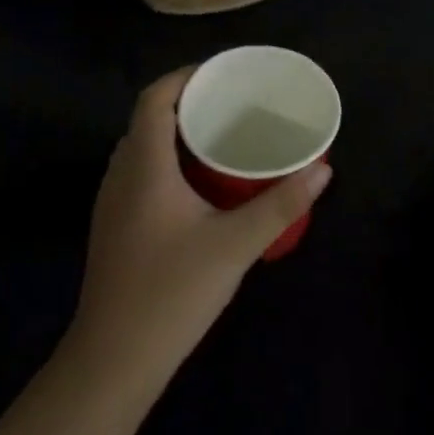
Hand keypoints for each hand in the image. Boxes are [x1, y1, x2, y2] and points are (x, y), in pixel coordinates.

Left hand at [62, 69, 332, 396]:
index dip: (185, 76)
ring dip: (175, 133)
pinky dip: (165, 160)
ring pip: (141, 147)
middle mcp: (120, 173)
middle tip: (230, 105)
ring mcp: (111, 201)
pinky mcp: (112, 225)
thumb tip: (322, 171)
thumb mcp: (234, 246)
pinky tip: (195, 184)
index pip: (155, 97)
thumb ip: (279, 206)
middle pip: (148, 118)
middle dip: (187, 103)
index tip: (222, 75)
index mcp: (144, 165)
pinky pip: (138, 171)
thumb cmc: (172, 293)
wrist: (114, 359)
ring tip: (218, 137)